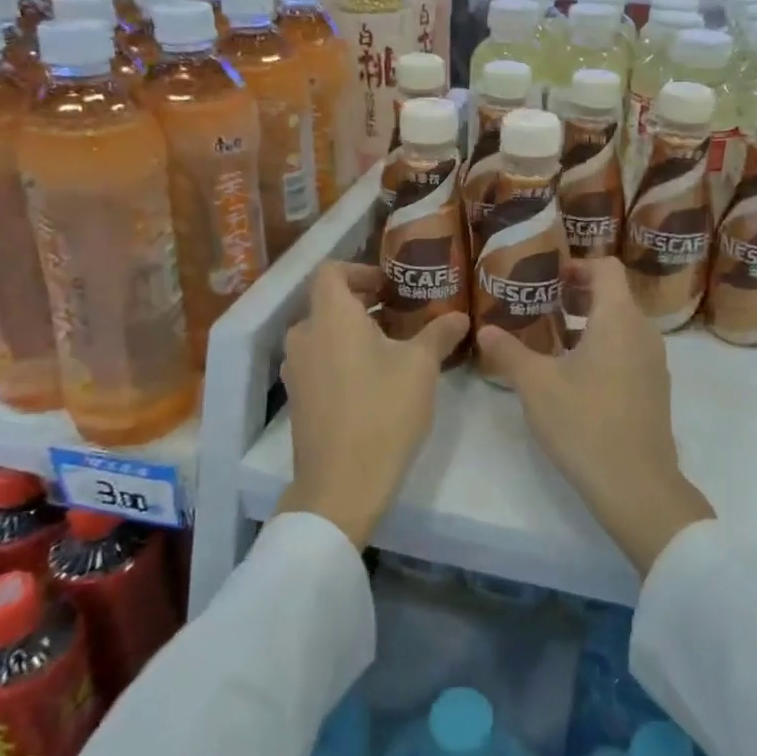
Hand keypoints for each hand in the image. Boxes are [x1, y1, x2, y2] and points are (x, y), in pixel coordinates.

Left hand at [276, 262, 469, 548]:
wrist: (341, 484)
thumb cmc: (383, 411)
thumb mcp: (421, 367)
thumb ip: (439, 333)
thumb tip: (461, 316)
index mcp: (330, 316)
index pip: (331, 271)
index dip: (361, 270)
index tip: (390, 287)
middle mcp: (304, 335)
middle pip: (328, 303)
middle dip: (363, 304)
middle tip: (401, 316)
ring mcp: (296, 369)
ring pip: (323, 334)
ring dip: (353, 332)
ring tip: (391, 349)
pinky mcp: (297, 398)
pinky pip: (318, 361)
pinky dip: (341, 357)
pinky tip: (372, 382)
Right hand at [477, 258, 713, 576]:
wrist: (636, 485)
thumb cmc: (584, 422)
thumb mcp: (536, 384)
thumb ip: (509, 351)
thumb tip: (484, 329)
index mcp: (618, 319)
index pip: (607, 268)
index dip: (577, 265)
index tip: (548, 278)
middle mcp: (643, 332)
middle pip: (614, 294)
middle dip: (578, 294)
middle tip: (542, 304)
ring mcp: (653, 362)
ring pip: (622, 324)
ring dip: (589, 322)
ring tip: (553, 338)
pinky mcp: (654, 388)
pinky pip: (629, 349)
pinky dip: (604, 346)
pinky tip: (575, 374)